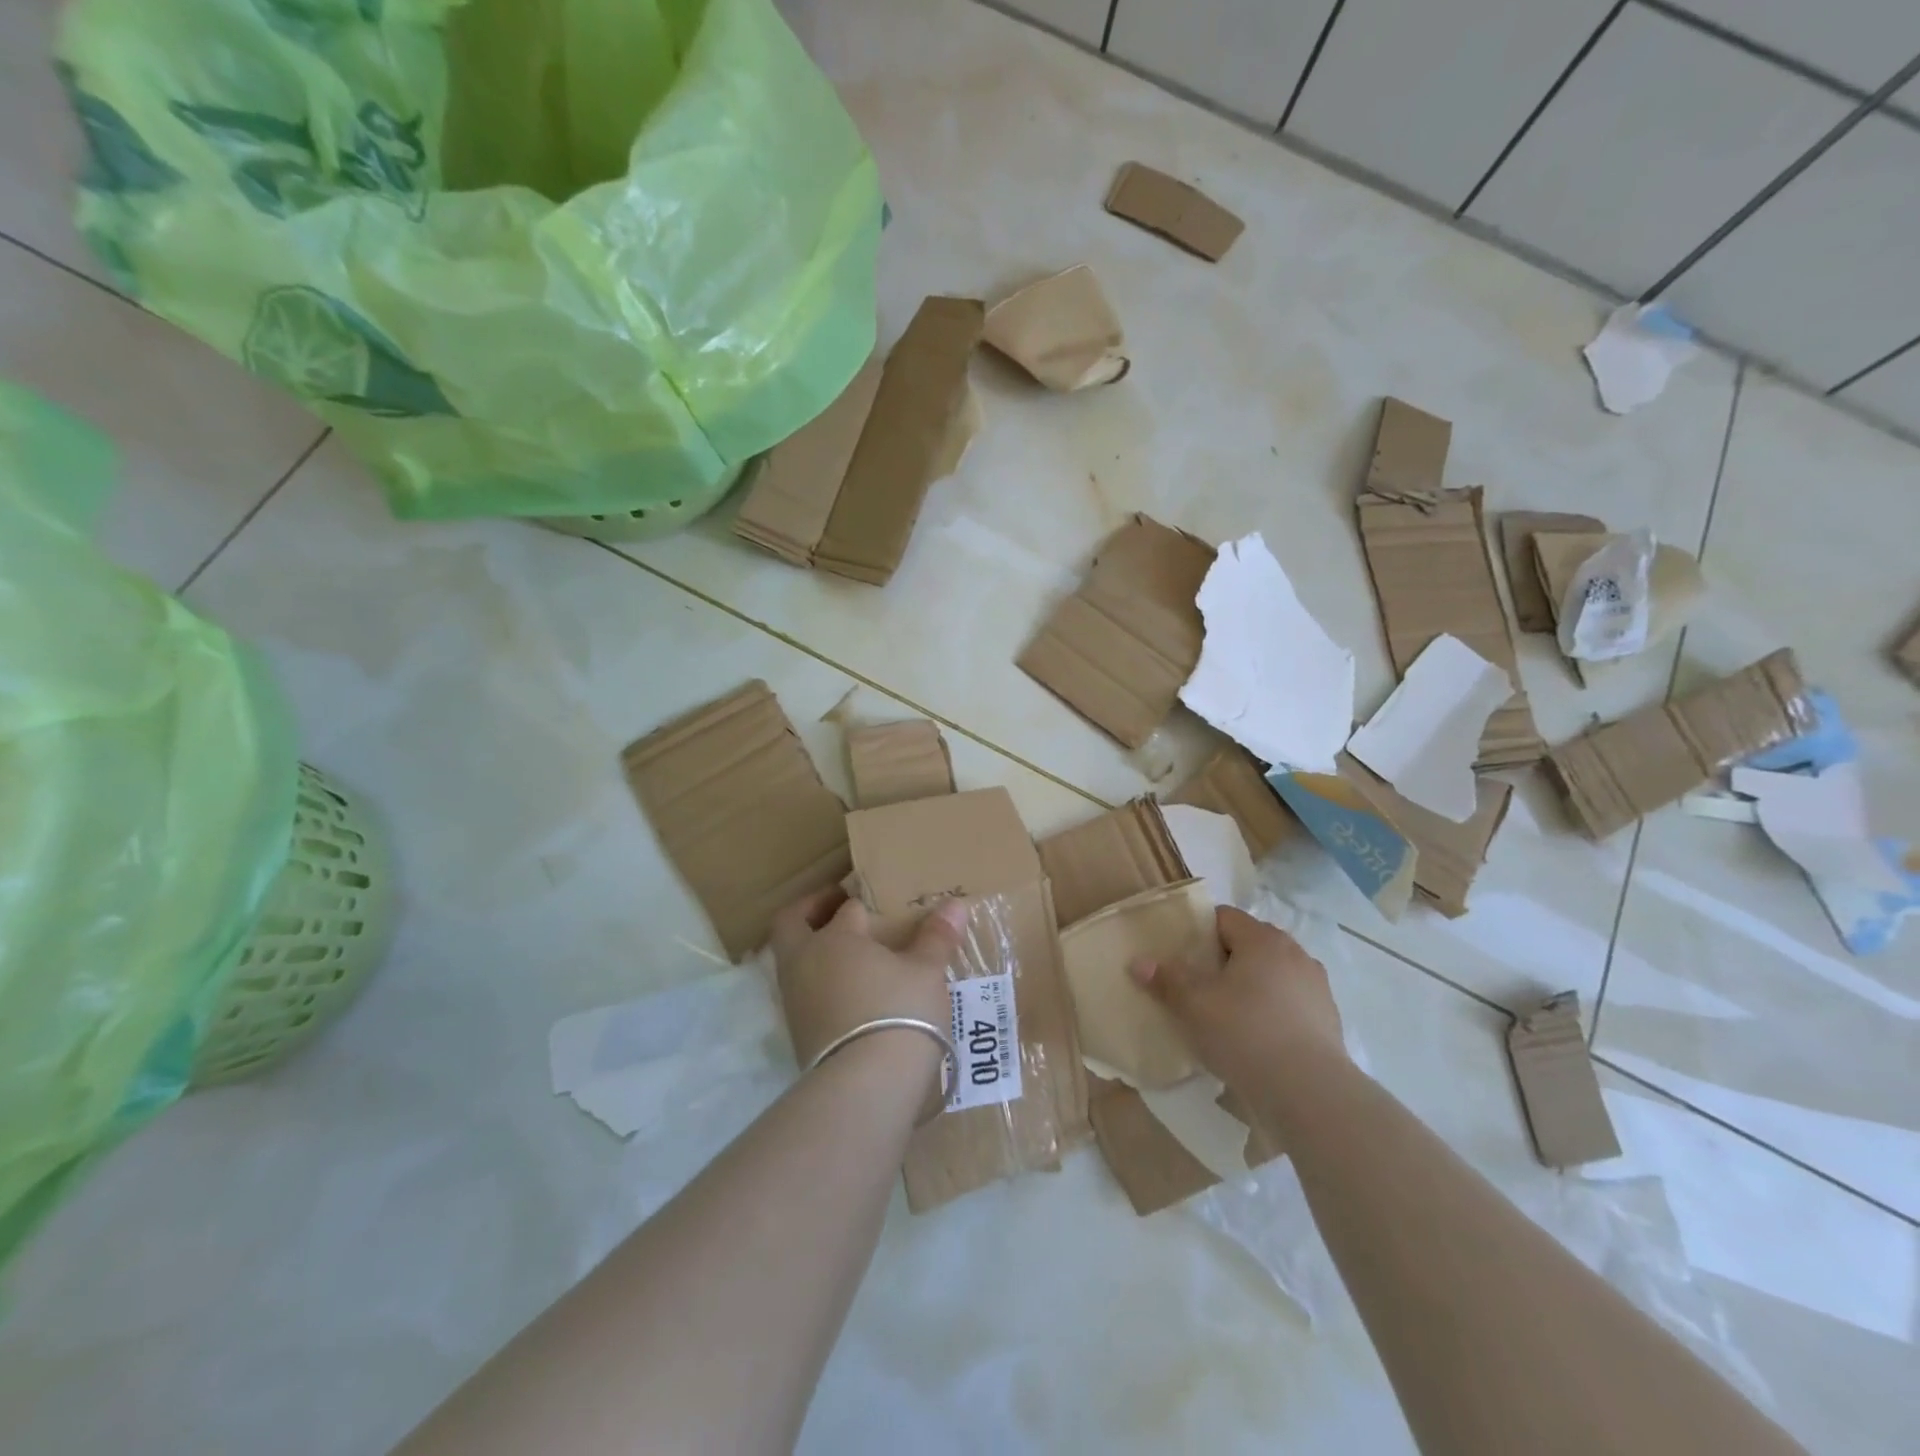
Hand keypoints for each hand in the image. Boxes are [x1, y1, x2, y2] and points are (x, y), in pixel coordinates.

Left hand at [771, 887, 964, 1071]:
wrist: (866, 1086)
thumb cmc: (899, 1011)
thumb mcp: (927, 971)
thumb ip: (937, 936)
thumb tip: (956, 904)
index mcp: (834, 938)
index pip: (846, 908)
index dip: (864, 901)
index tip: (881, 900)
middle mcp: (805, 962)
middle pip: (791, 924)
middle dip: (811, 912)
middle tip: (839, 908)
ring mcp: (796, 1002)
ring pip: (795, 962)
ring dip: (817, 953)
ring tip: (855, 958)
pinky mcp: (799, 1036)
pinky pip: (805, 995)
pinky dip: (823, 986)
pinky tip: (853, 995)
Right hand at [1130, 905, 1345, 1094]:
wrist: (1309, 1092)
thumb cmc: (1245, 1033)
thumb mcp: (1194, 1005)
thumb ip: (1167, 979)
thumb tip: (1139, 962)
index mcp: (1262, 939)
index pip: (1224, 917)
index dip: (1200, 932)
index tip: (1182, 956)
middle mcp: (1294, 953)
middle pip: (1250, 943)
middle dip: (1224, 960)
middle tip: (1199, 985)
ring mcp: (1316, 986)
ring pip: (1272, 974)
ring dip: (1251, 986)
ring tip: (1228, 1014)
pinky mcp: (1329, 1019)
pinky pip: (1290, 1002)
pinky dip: (1273, 1011)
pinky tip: (1257, 1038)